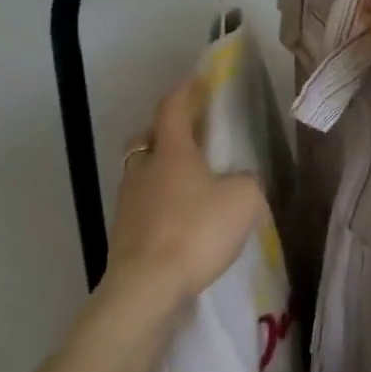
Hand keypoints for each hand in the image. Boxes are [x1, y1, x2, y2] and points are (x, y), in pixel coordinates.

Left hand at [106, 79, 264, 305]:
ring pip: (143, 173)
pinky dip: (159, 204)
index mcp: (171, 150)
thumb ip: (246, 181)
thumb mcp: (243, 199)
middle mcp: (144, 169)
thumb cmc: (195, 231)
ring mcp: (128, 203)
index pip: (173, 107)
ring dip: (162, 171)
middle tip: (191, 137)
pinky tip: (180, 220)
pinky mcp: (124, 235)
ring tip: (189, 184)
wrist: (146, 290)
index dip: (185, 91)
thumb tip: (239, 180)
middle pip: (149, 138)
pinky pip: (143, 206)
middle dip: (167, 132)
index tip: (198, 80)